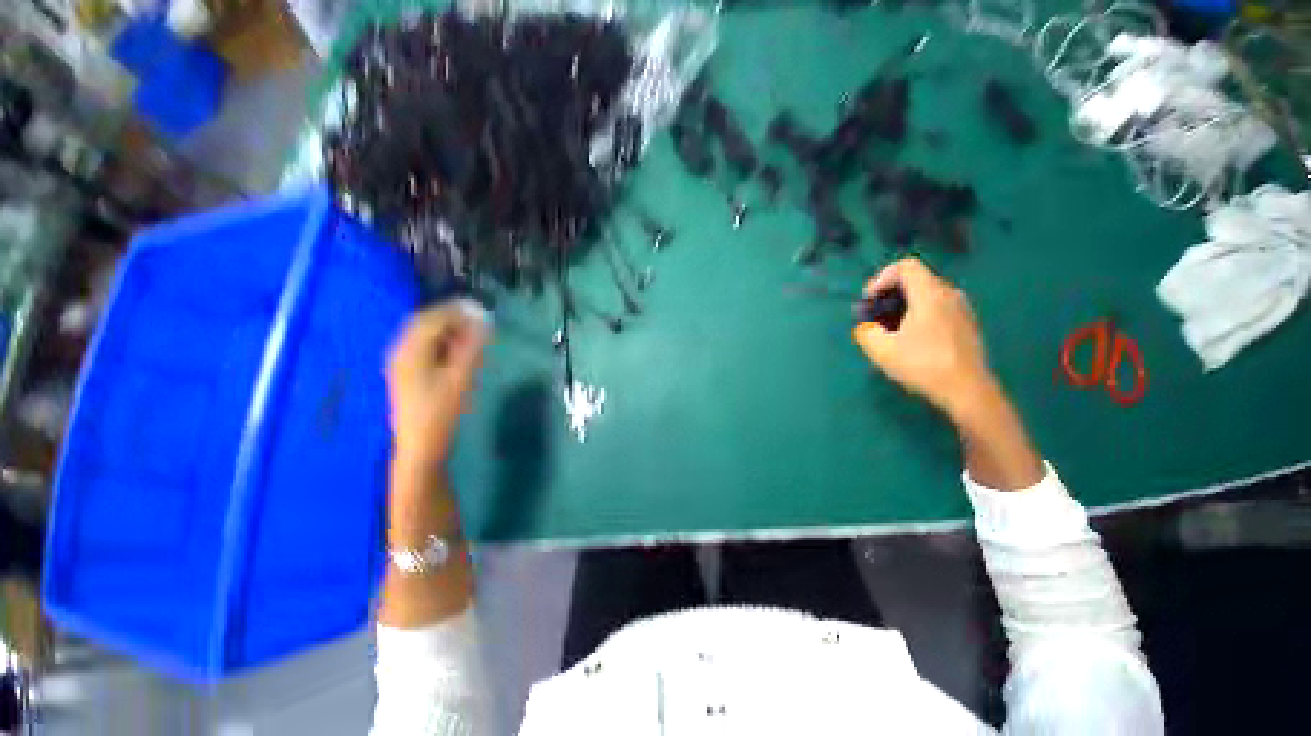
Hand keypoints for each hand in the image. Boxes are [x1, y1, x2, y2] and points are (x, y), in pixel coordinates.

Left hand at [386, 299, 490, 470]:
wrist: (420, 447)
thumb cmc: (441, 412)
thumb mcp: (460, 378)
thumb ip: (471, 347)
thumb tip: (483, 320)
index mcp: (409, 350)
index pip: (431, 318)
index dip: (455, 310)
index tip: (480, 308)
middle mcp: (400, 352)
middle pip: (424, 323)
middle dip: (451, 318)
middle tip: (478, 319)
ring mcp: (401, 364)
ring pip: (424, 336)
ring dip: (447, 330)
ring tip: (472, 334)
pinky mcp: (407, 375)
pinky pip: (424, 348)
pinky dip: (442, 343)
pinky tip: (458, 351)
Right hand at [852, 258, 995, 420]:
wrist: (967, 390)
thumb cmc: (922, 364)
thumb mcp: (880, 350)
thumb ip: (865, 332)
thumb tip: (866, 327)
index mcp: (930, 294)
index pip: (905, 266)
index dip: (881, 278)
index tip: (870, 301)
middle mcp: (950, 294)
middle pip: (916, 280)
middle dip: (890, 294)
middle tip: (876, 317)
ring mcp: (962, 310)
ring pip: (927, 295)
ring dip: (904, 306)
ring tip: (891, 330)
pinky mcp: (967, 325)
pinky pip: (938, 309)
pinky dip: (919, 315)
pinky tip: (913, 341)